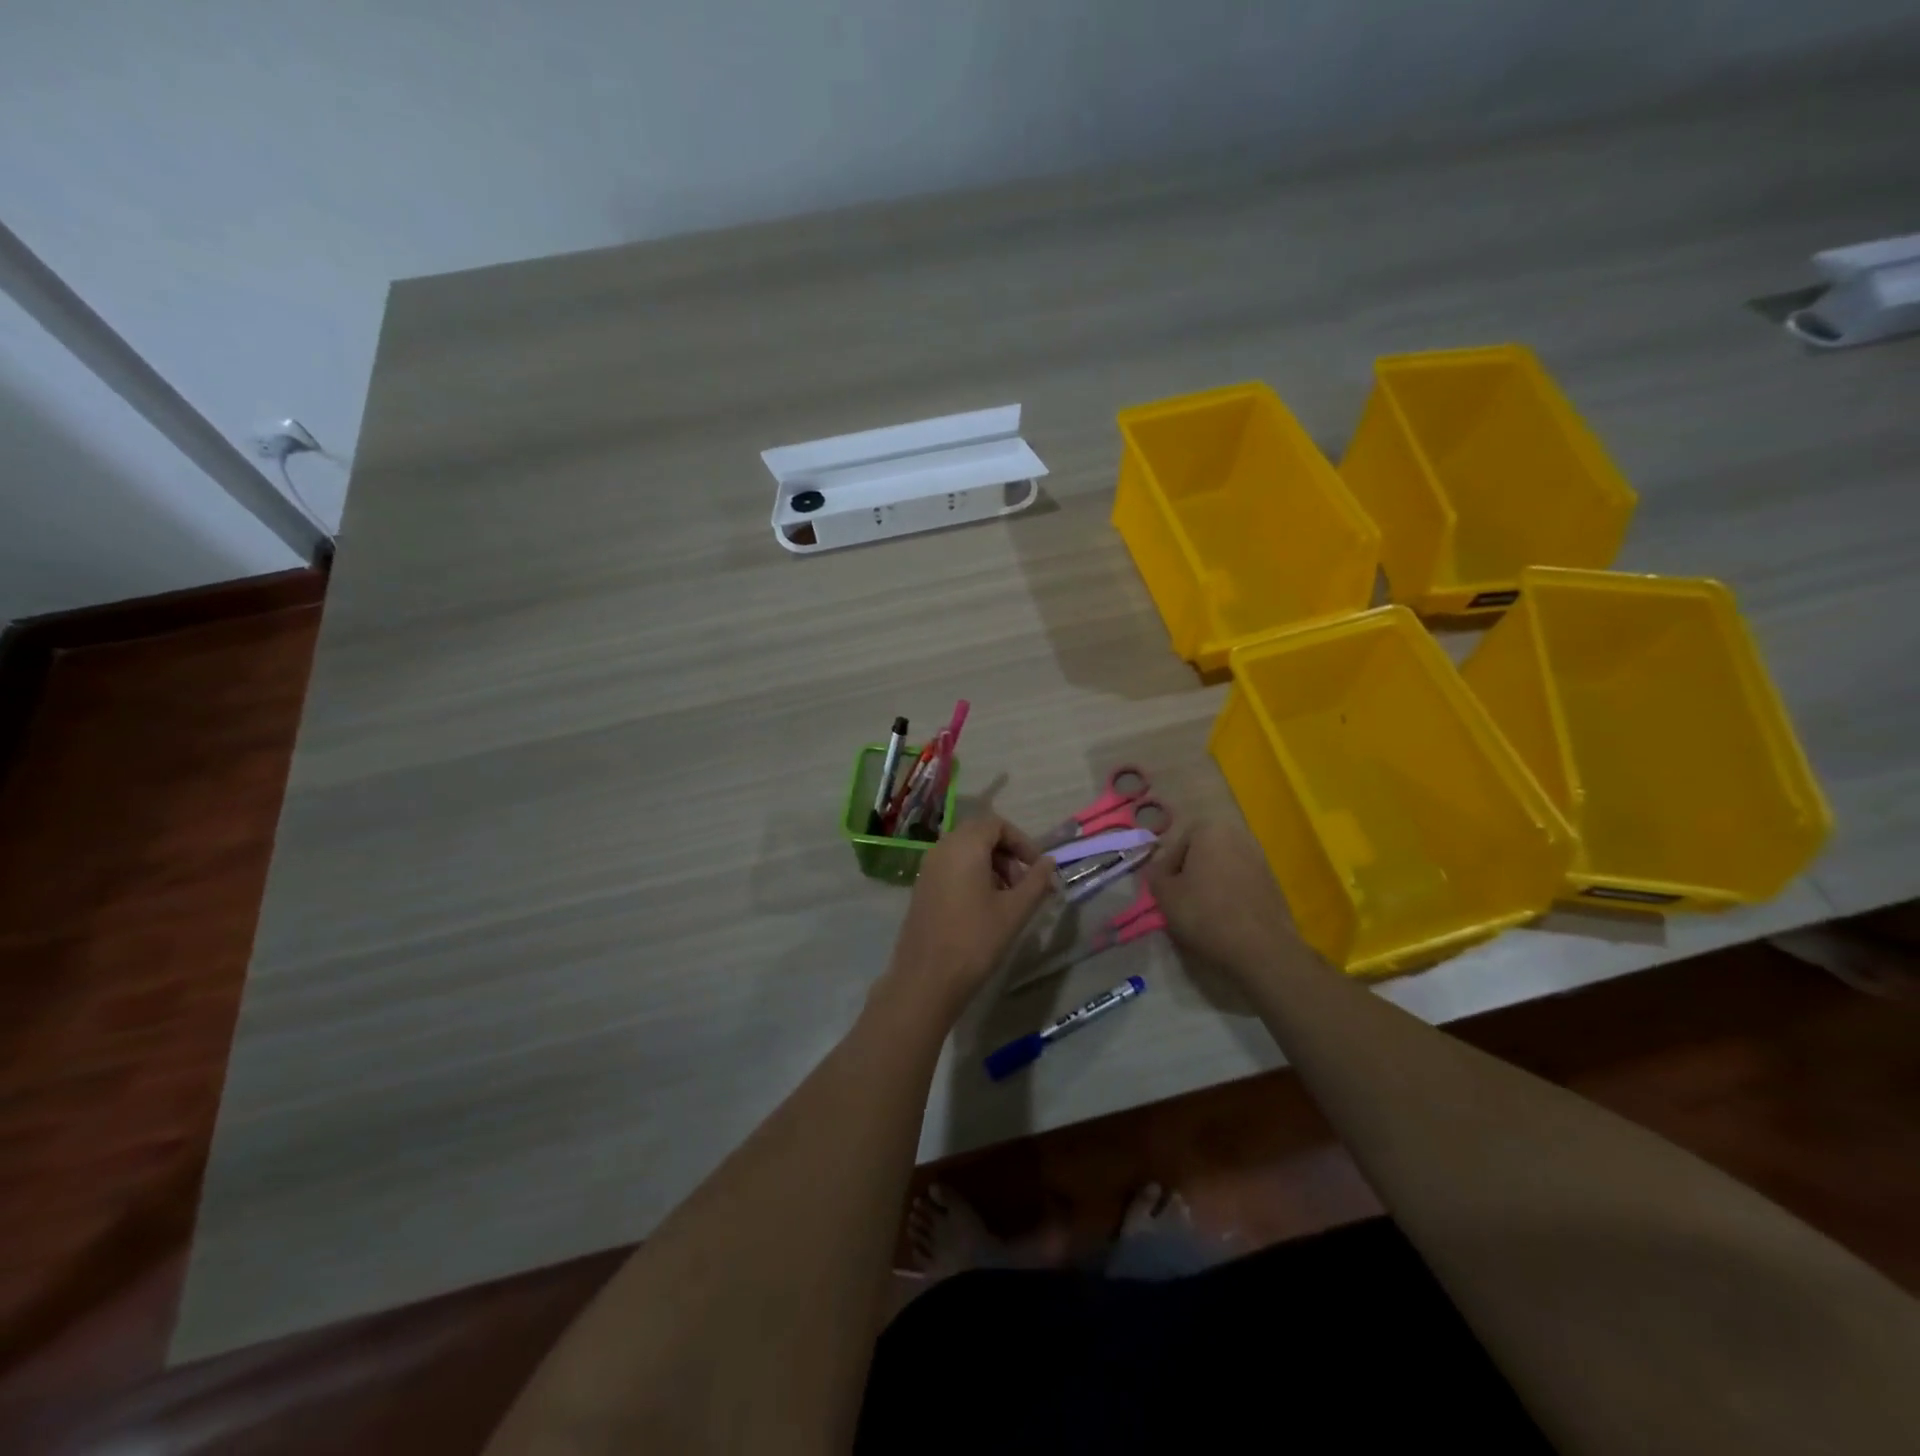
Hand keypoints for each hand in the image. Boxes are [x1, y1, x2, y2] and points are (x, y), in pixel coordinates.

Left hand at [880, 815, 1057, 1017]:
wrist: (926, 979)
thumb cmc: (975, 940)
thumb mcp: (1014, 911)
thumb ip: (1036, 882)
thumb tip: (1049, 863)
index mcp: (964, 846)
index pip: (997, 824)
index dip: (1022, 842)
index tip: (1038, 868)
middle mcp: (942, 848)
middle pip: (980, 834)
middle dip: (1007, 854)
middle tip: (1025, 884)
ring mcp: (928, 868)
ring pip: (966, 851)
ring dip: (992, 865)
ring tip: (1008, 899)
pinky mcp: (923, 887)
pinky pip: (952, 867)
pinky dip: (973, 875)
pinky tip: (985, 907)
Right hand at [1146, 821, 1299, 975]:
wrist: (1262, 949)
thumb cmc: (1206, 913)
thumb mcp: (1165, 894)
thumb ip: (1155, 873)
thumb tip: (1160, 867)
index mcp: (1210, 829)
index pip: (1175, 842)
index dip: (1165, 867)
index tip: (1164, 889)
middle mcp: (1238, 835)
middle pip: (1200, 851)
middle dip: (1188, 871)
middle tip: (1179, 897)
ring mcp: (1259, 857)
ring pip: (1220, 865)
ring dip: (1208, 882)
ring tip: (1200, 909)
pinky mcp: (1272, 881)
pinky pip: (1239, 880)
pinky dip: (1227, 892)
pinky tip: (1223, 915)